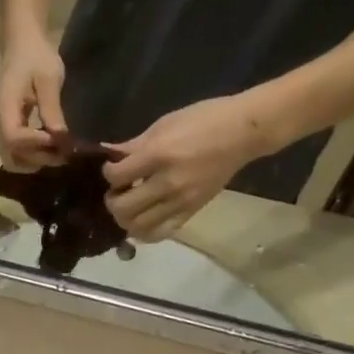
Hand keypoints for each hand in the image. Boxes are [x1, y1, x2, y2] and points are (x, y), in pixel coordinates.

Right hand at [0, 27, 67, 171]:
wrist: (22, 44)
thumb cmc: (36, 56)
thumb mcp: (48, 78)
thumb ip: (52, 109)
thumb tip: (60, 138)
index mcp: (4, 107)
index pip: (14, 137)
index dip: (36, 144)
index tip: (58, 140)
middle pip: (12, 155)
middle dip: (37, 158)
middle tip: (63, 153)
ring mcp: (2, 127)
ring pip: (13, 158)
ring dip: (35, 161)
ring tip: (58, 152)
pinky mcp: (10, 128)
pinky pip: (17, 151)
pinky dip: (33, 155)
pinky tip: (51, 147)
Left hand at [102, 94, 274, 239]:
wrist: (244, 132)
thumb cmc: (204, 119)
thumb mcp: (165, 124)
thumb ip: (134, 145)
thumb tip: (108, 155)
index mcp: (159, 155)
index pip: (117, 177)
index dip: (108, 173)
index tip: (113, 169)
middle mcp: (168, 183)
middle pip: (123, 208)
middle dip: (112, 201)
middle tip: (117, 191)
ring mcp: (180, 201)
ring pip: (137, 226)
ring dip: (125, 219)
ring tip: (129, 206)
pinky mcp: (191, 212)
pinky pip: (159, 233)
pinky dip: (144, 232)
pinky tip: (142, 220)